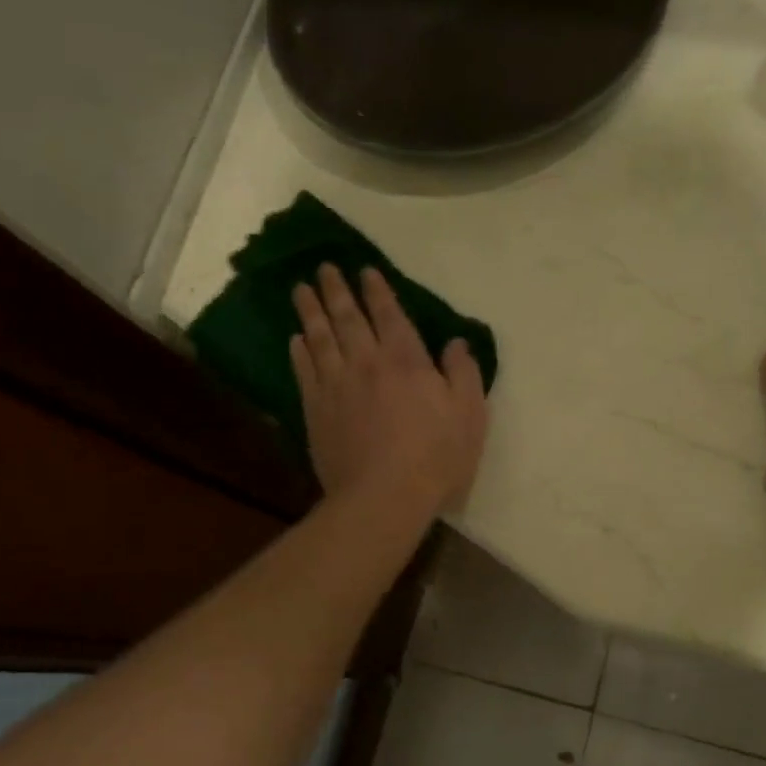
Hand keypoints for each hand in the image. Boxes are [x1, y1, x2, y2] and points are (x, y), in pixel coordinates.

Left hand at [291, 264, 487, 516]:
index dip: (377, 290)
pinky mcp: (316, 411)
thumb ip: (463, 373)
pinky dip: (299, 352)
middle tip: (324, 269)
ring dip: (310, 311)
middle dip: (336, 290)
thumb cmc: (436, 457)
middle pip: (347, 318)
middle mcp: (366, 363)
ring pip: (319, 338)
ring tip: (300, 290)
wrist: (383, 497)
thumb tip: (455, 343)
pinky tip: (295, 340)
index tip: (365, 271)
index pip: (389, 314)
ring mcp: (336, 386)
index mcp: (406, 360)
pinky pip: (305, 371)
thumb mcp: (470, 414)